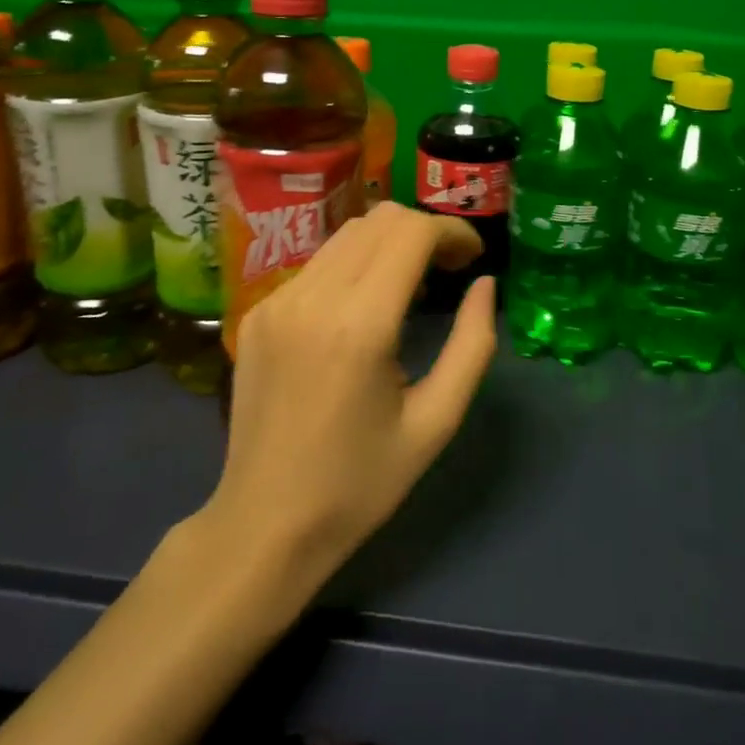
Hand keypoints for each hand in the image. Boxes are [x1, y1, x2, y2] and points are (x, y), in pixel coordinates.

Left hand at [201, 203, 494, 595]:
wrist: (265, 524)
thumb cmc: (361, 483)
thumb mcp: (436, 422)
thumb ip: (472, 346)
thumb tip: (486, 285)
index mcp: (360, 325)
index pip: (411, 232)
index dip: (452, 231)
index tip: (473, 258)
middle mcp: (312, 297)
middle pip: (379, 219)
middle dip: (425, 230)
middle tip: (449, 269)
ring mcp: (276, 300)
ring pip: (346, 234)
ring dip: (389, 243)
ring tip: (411, 285)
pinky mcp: (258, 312)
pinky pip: (317, 264)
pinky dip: (354, 265)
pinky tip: (363, 308)